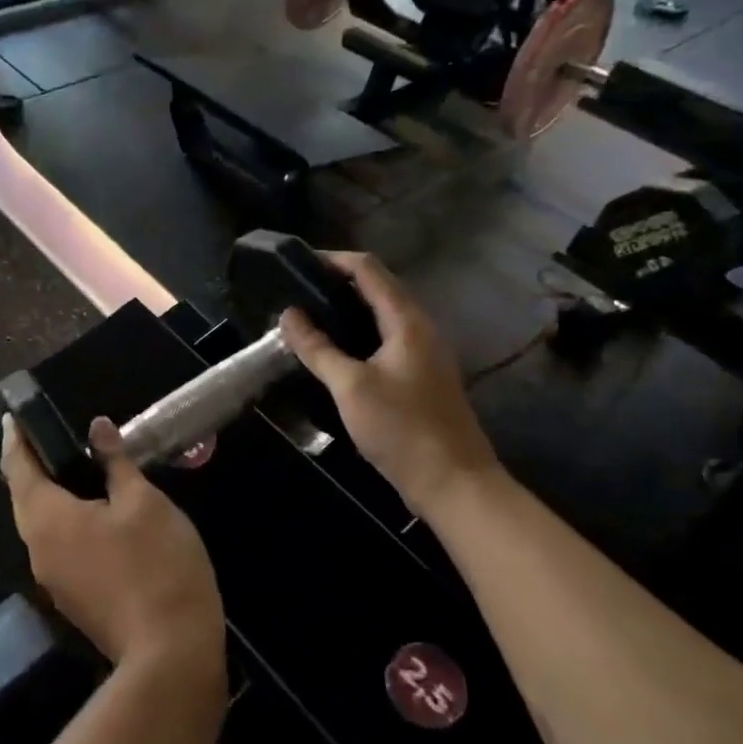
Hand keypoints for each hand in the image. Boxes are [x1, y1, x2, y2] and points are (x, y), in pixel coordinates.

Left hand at [1, 416, 224, 672]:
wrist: (170, 654)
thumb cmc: (156, 564)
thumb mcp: (143, 501)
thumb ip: (115, 462)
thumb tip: (97, 428)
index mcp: (47, 518)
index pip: (18, 467)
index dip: (16, 438)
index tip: (14, 415)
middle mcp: (38, 548)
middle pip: (23, 497)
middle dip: (29, 464)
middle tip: (43, 433)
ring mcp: (53, 578)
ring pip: (39, 523)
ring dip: (46, 492)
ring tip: (67, 464)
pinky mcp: (72, 597)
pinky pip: (56, 543)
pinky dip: (63, 517)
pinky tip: (89, 508)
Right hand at [278, 253, 500, 516]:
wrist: (454, 484)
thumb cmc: (402, 429)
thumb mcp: (350, 387)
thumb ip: (318, 348)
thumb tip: (288, 314)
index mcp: (407, 321)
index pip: (369, 270)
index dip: (334, 259)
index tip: (297, 263)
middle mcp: (420, 328)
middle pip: (378, 288)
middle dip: (338, 283)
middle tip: (297, 291)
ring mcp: (425, 354)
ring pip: (382, 316)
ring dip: (347, 310)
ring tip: (309, 317)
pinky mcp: (421, 377)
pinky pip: (386, 340)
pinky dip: (359, 335)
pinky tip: (335, 352)